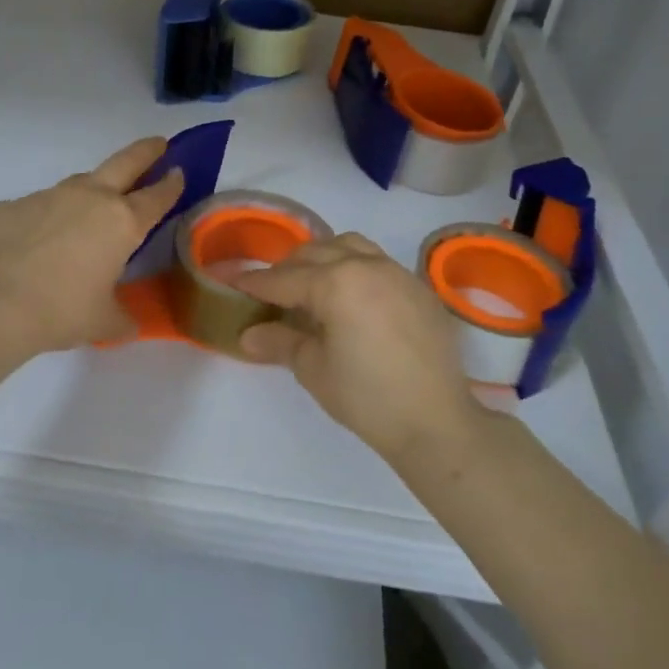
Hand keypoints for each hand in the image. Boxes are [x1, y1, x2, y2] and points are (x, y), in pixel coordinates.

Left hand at [0, 137, 184, 356]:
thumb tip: (127, 321)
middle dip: (145, 152)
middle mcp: (89, 198)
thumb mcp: (103, 322)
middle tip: (156, 144)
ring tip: (86, 214)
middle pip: (125, 162)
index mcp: (122, 223)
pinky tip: (34, 245)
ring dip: (90, 192)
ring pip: (78, 183)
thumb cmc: (61, 312)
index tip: (179, 172)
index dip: (171, 184)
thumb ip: (121, 316)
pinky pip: (37, 208)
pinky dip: (44, 220)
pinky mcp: (12, 205)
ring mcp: (48, 196)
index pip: (157, 196)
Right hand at [234, 234, 482, 459]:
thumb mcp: (313, 369)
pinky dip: (356, 267)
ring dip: (324, 257)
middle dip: (287, 268)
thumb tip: (247, 334)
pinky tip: (352, 297)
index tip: (232, 282)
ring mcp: (397, 272)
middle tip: (270, 291)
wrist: (436, 422)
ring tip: (312, 284)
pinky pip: (378, 262)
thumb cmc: (366, 397)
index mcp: (335, 282)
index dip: (254, 283)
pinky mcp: (419, 288)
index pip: (284, 278)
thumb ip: (279, 341)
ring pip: (349, 246)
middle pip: (315, 253)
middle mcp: (366, 265)